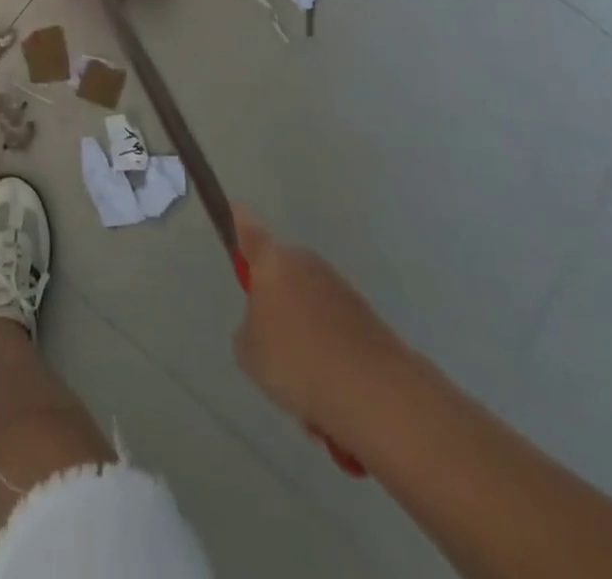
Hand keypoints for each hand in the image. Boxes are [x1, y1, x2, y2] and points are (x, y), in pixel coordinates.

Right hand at [232, 207, 411, 441]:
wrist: (378, 397)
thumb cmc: (296, 361)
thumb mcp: (248, 350)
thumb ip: (250, 328)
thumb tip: (267, 328)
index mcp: (271, 262)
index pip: (247, 228)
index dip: (237, 221)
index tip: (233, 211)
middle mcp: (307, 266)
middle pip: (282, 275)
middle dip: (277, 304)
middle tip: (273, 347)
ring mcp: (343, 292)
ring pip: (311, 310)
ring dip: (307, 340)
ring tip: (308, 390)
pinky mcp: (372, 322)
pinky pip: (338, 336)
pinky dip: (334, 361)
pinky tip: (335, 399)